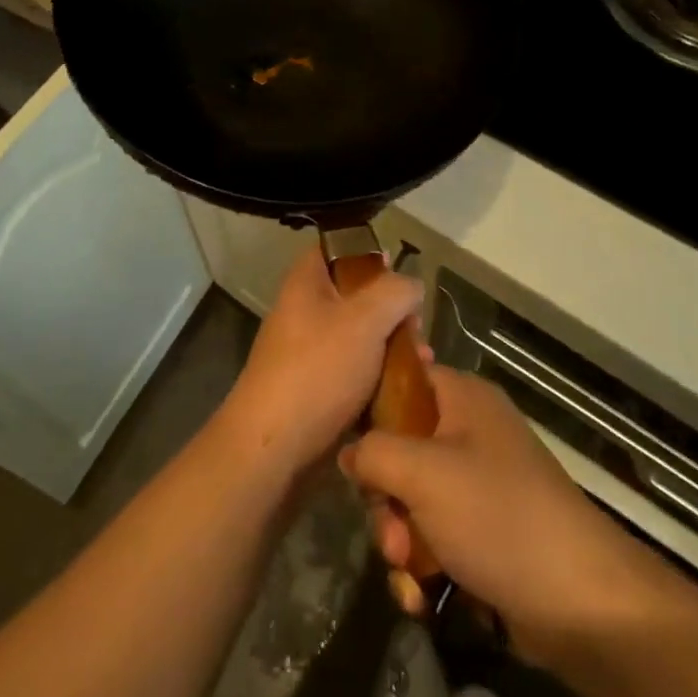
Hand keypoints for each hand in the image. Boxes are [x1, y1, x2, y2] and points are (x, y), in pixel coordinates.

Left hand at [211, 247, 422, 482]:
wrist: (274, 447)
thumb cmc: (318, 370)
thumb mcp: (365, 319)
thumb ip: (395, 292)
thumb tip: (411, 286)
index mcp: (306, 283)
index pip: (335, 248)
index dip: (368, 253)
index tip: (399, 270)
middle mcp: (304, 312)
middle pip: (355, 296)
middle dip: (392, 310)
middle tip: (417, 327)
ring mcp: (309, 353)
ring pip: (360, 337)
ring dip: (393, 347)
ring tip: (423, 362)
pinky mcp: (317, 390)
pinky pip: (356, 373)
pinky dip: (380, 378)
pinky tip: (407, 390)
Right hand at [340, 367, 675, 668]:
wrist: (579, 603)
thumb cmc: (497, 515)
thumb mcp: (422, 472)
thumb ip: (372, 451)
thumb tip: (348, 451)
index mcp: (463, 399)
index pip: (402, 379)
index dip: (370, 407)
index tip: (348, 444)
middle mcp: (470, 434)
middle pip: (399, 449)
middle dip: (386, 499)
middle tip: (392, 532)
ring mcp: (478, 486)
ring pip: (411, 501)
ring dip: (400, 541)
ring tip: (411, 572)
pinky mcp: (483, 534)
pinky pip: (433, 538)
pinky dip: (422, 567)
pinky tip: (423, 597)